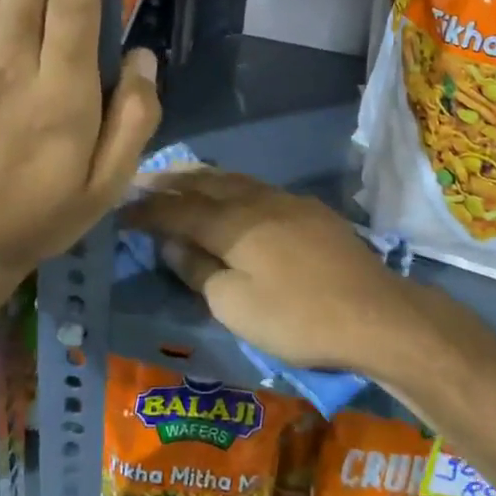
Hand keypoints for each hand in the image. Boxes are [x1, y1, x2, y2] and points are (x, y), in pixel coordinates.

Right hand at [121, 169, 431, 377]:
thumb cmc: (297, 317)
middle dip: (171, 181)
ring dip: (203, 178)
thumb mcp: (235, 306)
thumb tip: (171, 245)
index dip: (147, 210)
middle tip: (144, 181)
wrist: (374, 313)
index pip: (177, 209)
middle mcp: (257, 201)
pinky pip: (259, 188)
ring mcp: (288, 202)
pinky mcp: (311, 211)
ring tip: (181, 178)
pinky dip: (233, 187)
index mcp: (232, 224)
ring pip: (235, 180)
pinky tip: (234, 196)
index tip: (121, 211)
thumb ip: (198, 271)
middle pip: (206, 183)